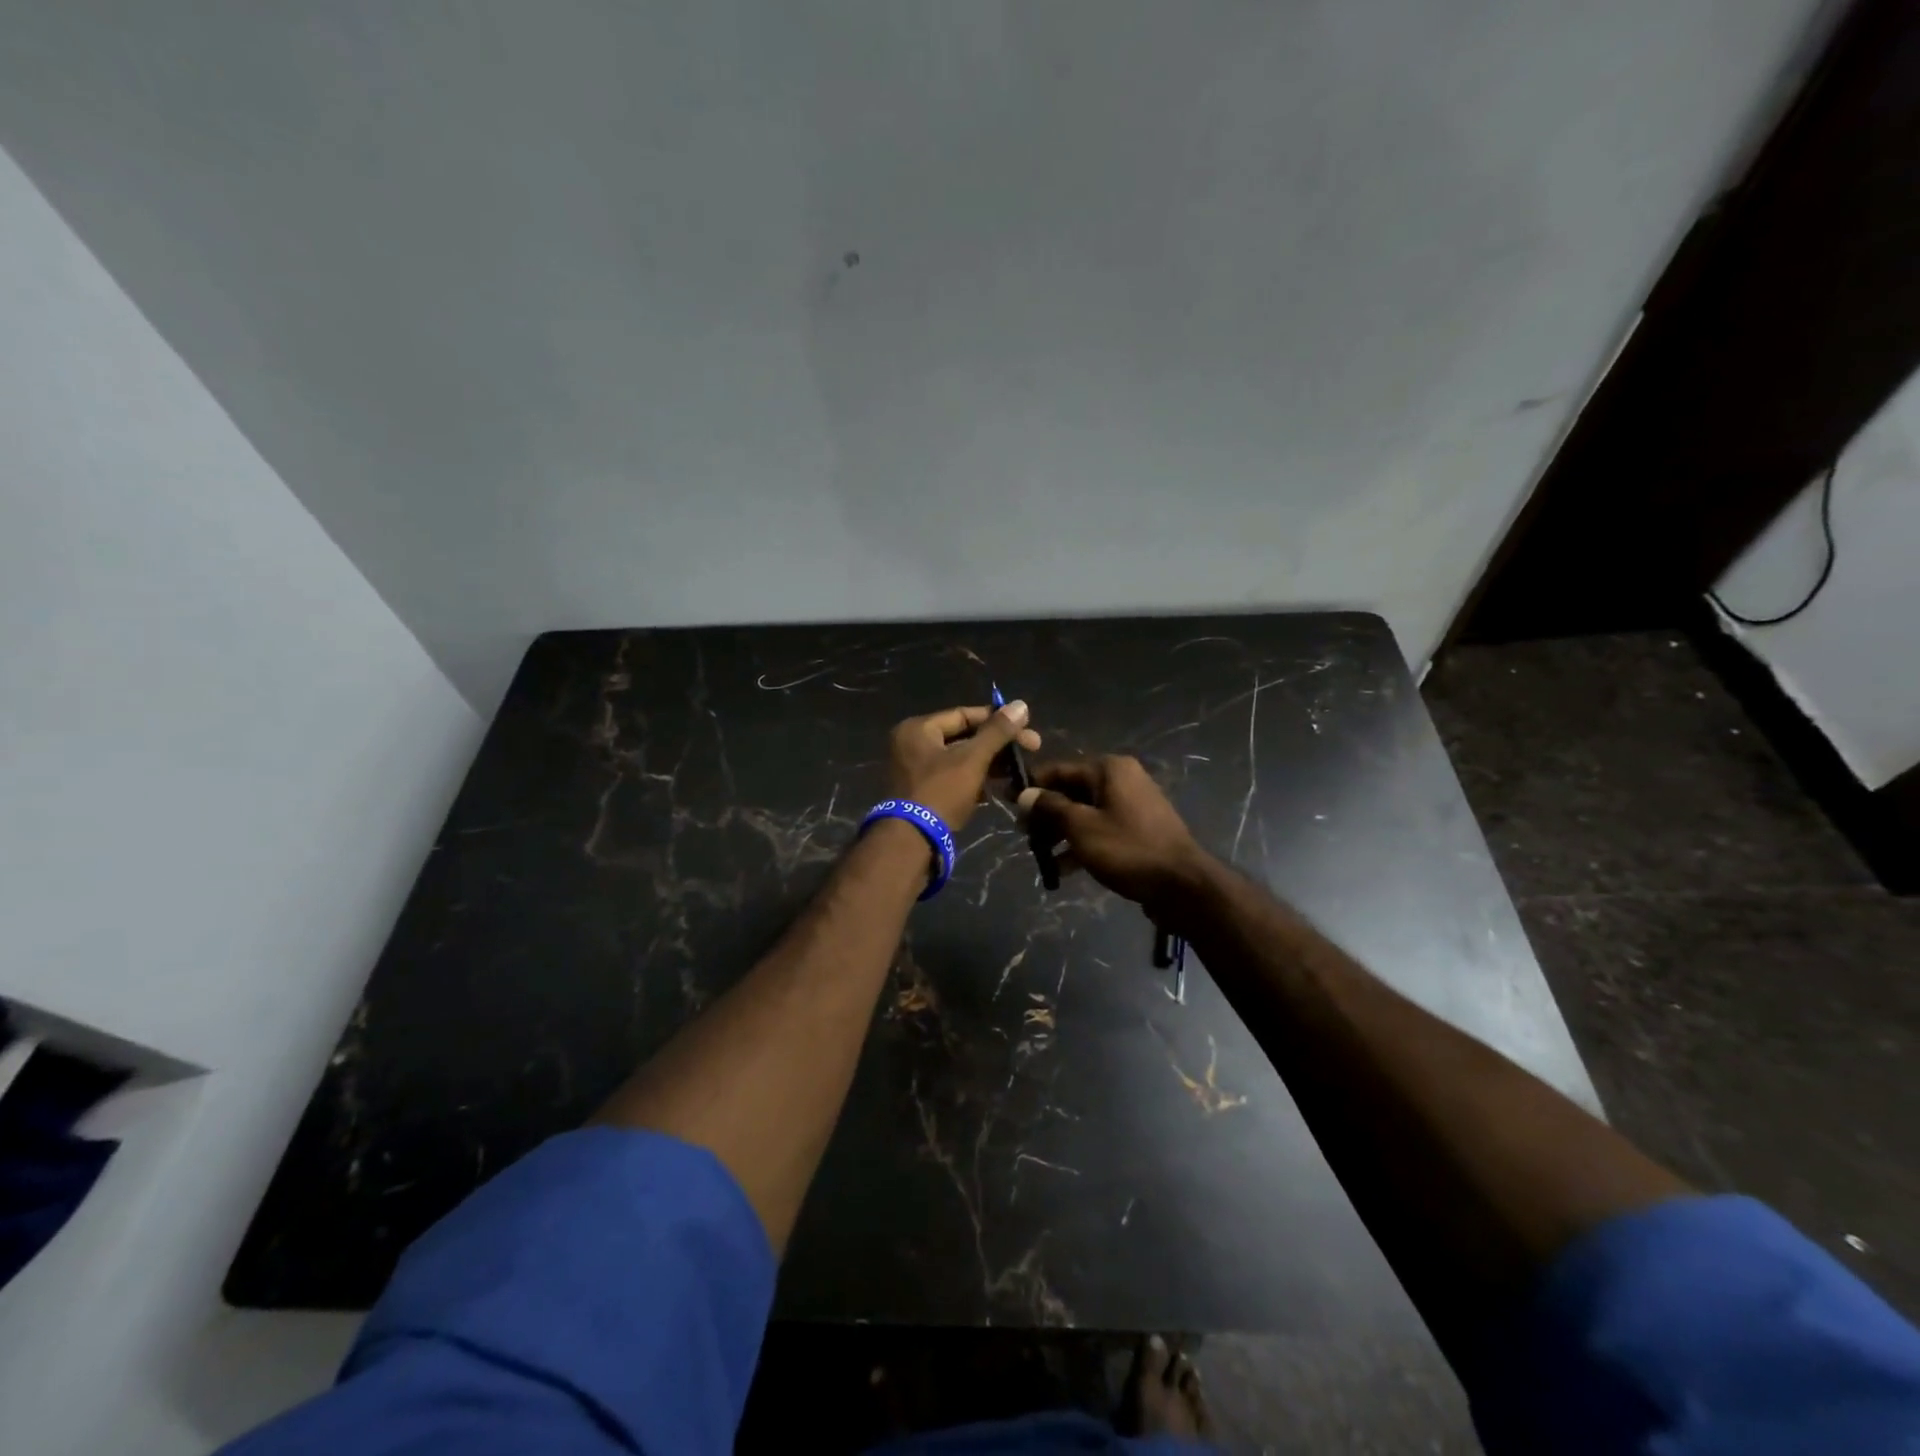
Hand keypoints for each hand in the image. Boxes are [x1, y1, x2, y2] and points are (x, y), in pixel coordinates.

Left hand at [888, 701, 1039, 832]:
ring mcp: (916, 771)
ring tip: (1020, 771)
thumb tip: (1021, 704)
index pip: (964, 714)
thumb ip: (997, 732)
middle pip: (963, 737)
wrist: (912, 842)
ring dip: (990, 764)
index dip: (998, 720)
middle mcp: (912, 745)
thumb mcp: (972, 759)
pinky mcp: (923, 793)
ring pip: (961, 759)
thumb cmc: (941, 792)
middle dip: (998, 745)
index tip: (1027, 728)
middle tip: (1032, 749)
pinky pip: (954, 778)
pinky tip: (999, 789)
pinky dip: (975, 781)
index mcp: (918, 729)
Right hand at [1017, 756, 1210, 911]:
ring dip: (1060, 832)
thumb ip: (1050, 808)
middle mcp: (1122, 780)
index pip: (1059, 769)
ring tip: (1039, 855)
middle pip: (1072, 791)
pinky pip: (1100, 830)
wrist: (1182, 886)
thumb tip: (1025, 795)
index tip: (1007, 801)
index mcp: (1110, 769)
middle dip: (1045, 813)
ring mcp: (1132, 806)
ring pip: (1085, 813)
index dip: (1031, 785)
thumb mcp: (1081, 827)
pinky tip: (1062, 869)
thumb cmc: (1128, 849)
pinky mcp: (1137, 831)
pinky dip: (1081, 844)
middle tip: (1022, 835)